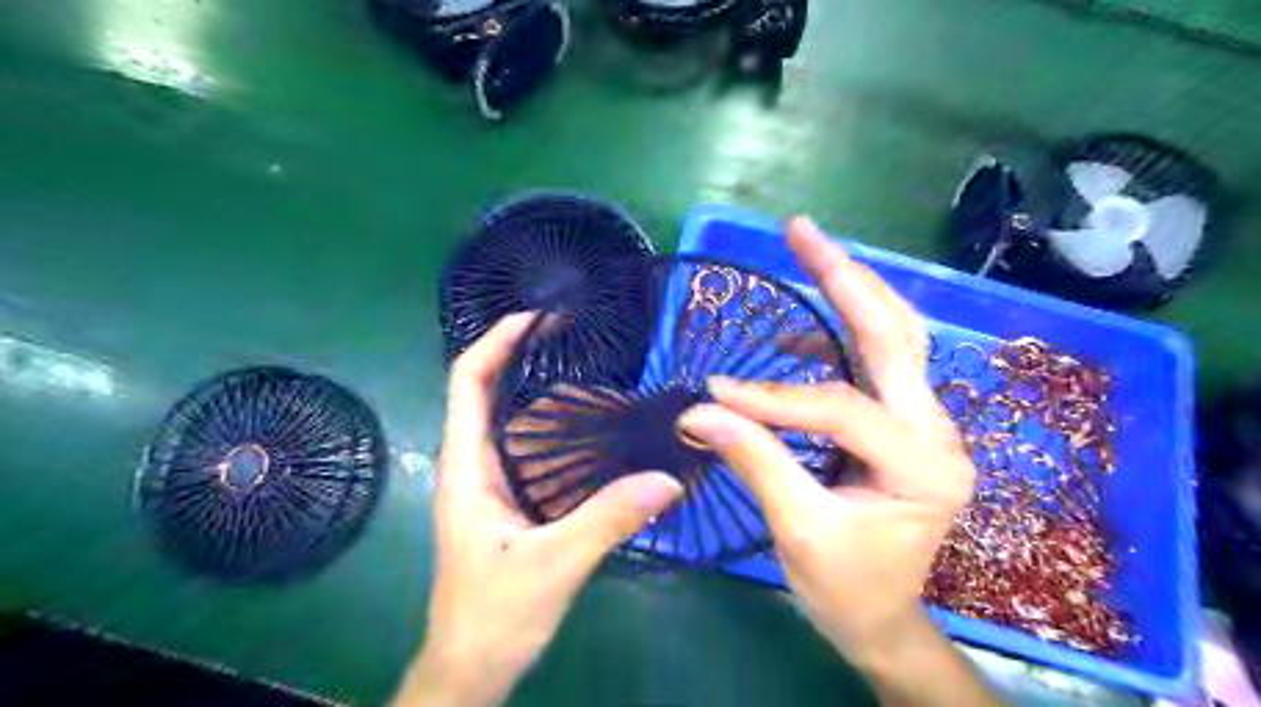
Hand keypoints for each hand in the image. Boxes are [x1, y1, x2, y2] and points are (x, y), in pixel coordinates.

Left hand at [397, 314, 686, 706]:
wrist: (472, 666)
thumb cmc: (494, 615)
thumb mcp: (555, 565)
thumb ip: (608, 519)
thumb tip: (667, 480)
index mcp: (467, 468)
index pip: (467, 382)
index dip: (494, 341)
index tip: (535, 317)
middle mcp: (473, 464)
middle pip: (484, 389)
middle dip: (517, 352)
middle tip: (568, 331)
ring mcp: (488, 482)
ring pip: (505, 416)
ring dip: (533, 383)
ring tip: (581, 363)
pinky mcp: (507, 500)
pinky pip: (525, 445)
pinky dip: (548, 422)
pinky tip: (586, 425)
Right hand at [679, 217, 993, 703]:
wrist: (883, 619)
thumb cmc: (847, 589)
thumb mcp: (798, 531)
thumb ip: (754, 461)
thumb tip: (699, 412)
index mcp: (923, 467)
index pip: (839, 410)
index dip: (772, 399)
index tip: (713, 394)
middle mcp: (938, 434)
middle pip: (896, 336)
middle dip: (846, 278)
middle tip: (801, 231)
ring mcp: (927, 425)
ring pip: (898, 338)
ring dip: (854, 292)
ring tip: (812, 253)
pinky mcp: (905, 425)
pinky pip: (881, 362)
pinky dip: (847, 331)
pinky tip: (810, 322)